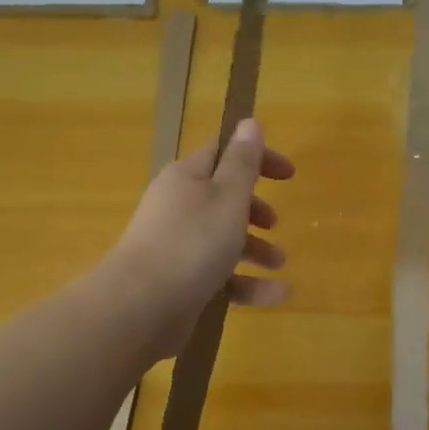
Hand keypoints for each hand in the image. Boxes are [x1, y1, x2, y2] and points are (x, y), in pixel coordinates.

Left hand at [110, 119, 294, 351]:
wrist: (139, 307)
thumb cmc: (191, 243)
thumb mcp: (227, 197)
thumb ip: (243, 163)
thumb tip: (250, 121)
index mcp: (187, 178)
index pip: (223, 154)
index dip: (257, 158)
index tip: (288, 174)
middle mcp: (178, 207)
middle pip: (222, 198)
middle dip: (254, 210)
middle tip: (276, 222)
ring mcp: (175, 246)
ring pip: (222, 240)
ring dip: (255, 249)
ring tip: (279, 263)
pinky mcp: (178, 282)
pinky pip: (218, 276)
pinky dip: (246, 283)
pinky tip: (276, 296)